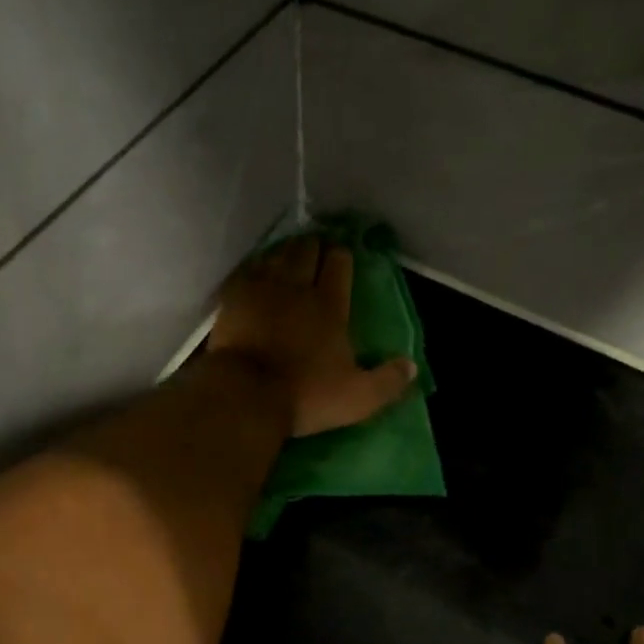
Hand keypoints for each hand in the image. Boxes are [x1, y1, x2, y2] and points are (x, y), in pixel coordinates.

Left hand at [209, 235, 416, 437]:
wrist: (245, 395)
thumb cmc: (305, 395)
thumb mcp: (358, 397)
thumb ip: (388, 382)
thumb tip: (411, 366)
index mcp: (330, 306)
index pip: (339, 265)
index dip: (342, 256)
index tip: (342, 254)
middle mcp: (296, 287)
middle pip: (306, 250)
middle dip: (313, 246)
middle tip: (316, 248)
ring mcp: (260, 289)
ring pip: (276, 254)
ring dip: (285, 250)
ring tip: (290, 252)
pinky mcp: (232, 299)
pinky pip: (247, 270)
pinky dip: (256, 266)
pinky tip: (257, 271)